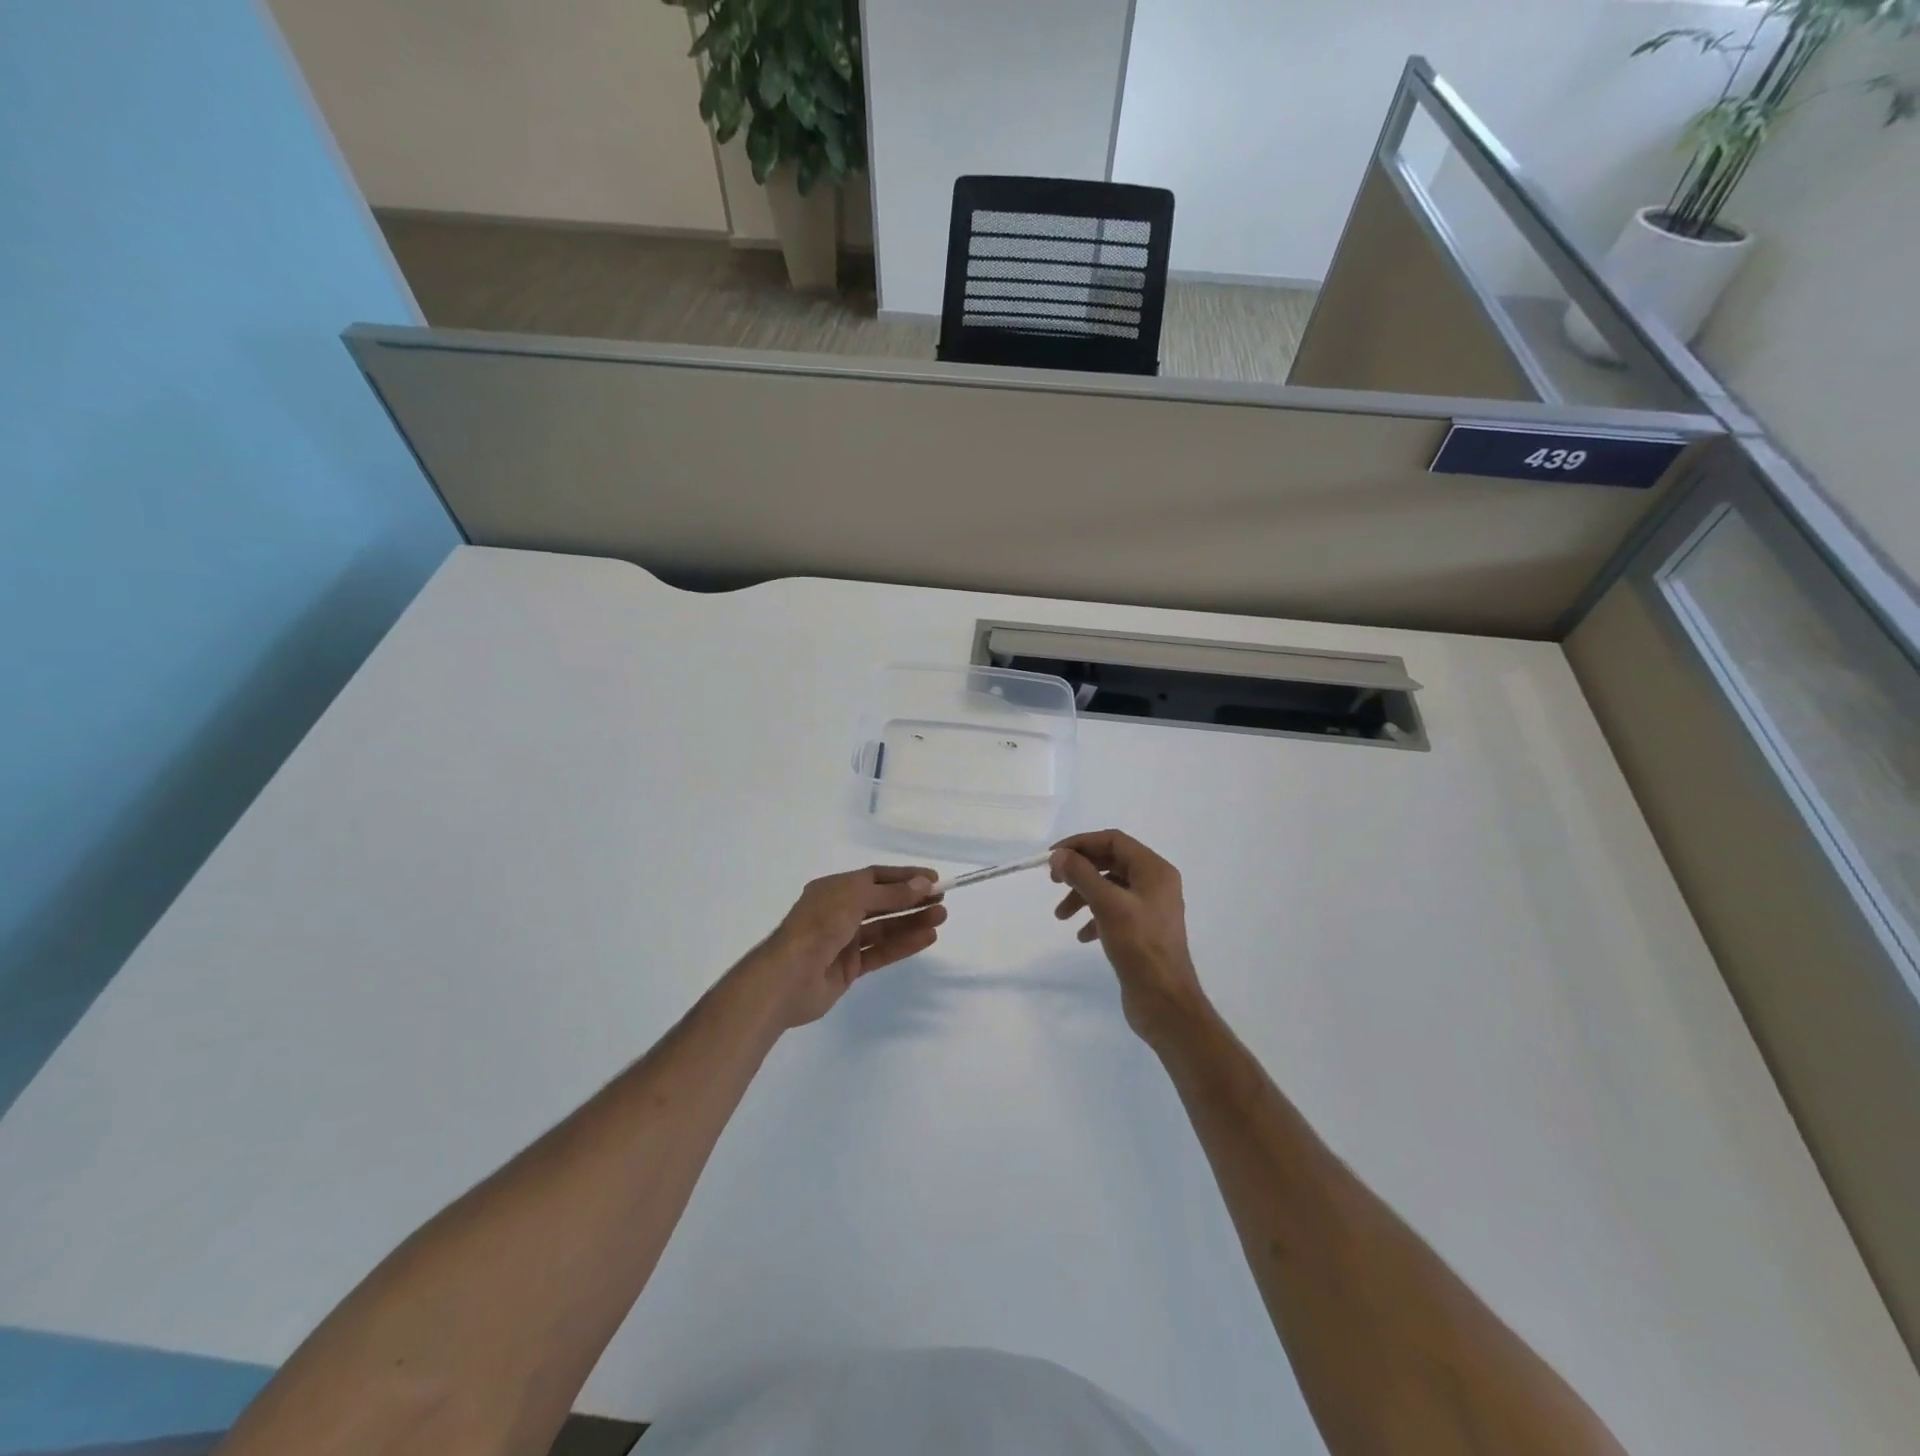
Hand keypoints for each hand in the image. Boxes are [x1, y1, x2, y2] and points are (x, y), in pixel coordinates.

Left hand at [751, 865, 946, 1028]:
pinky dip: (903, 944)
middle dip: (912, 899)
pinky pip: (881, 952)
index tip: (933, 878)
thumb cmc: (818, 927)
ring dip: (912, 921)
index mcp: (834, 889)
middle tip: (942, 899)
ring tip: (941, 917)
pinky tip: (927, 938)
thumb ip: (891, 894)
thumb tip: (923, 884)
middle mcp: (839, 911)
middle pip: (882, 902)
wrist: (787, 978)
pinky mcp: (849, 968)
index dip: (904, 877)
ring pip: (884, 928)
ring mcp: (844, 941)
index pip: (875, 877)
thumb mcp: (855, 900)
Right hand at [1051, 830, 1206, 1044]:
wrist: (1165, 1002)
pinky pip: (1114, 911)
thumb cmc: (1139, 947)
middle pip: (1111, 862)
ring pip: (1110, 888)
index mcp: (1155, 870)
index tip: (1052, 858)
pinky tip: (1081, 935)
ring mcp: (1151, 908)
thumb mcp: (1107, 905)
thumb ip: (1082, 875)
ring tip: (1061, 916)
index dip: (1080, 844)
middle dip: (1080, 871)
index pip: (1113, 840)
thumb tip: (1059, 855)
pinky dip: (1094, 917)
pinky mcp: (1143, 930)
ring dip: (1083, 896)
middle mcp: (1156, 883)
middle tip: (1053, 882)